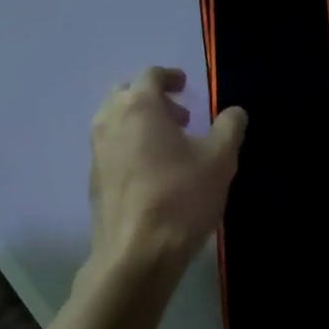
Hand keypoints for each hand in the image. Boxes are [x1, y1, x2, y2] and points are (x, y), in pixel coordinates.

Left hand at [88, 66, 247, 276]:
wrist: (136, 254)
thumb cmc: (180, 199)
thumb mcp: (219, 161)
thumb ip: (229, 128)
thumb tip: (235, 112)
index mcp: (138, 107)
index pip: (151, 75)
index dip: (170, 77)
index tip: (186, 86)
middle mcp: (110, 121)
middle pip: (127, 95)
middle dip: (153, 99)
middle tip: (180, 118)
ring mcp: (96, 151)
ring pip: (115, 122)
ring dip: (140, 124)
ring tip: (169, 147)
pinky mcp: (93, 179)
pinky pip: (111, 149)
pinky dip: (129, 147)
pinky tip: (152, 173)